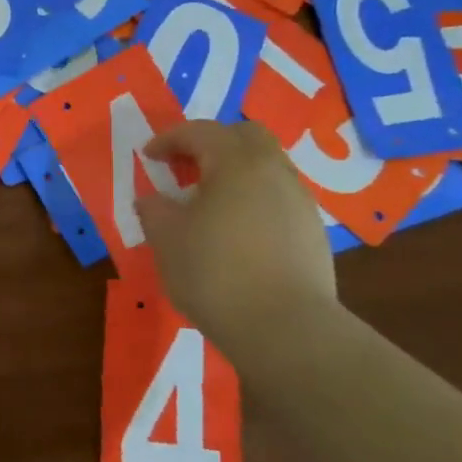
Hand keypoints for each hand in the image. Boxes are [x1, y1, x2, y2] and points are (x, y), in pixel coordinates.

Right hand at [134, 120, 335, 343]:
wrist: (285, 329)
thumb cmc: (214, 272)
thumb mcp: (166, 238)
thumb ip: (154, 209)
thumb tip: (154, 200)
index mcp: (236, 163)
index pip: (200, 132)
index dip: (169, 139)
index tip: (148, 156)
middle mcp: (274, 171)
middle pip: (245, 136)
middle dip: (212, 143)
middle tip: (185, 167)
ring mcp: (300, 201)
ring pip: (266, 166)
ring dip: (234, 172)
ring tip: (207, 202)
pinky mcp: (312, 232)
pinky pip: (277, 197)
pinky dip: (252, 198)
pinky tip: (235, 231)